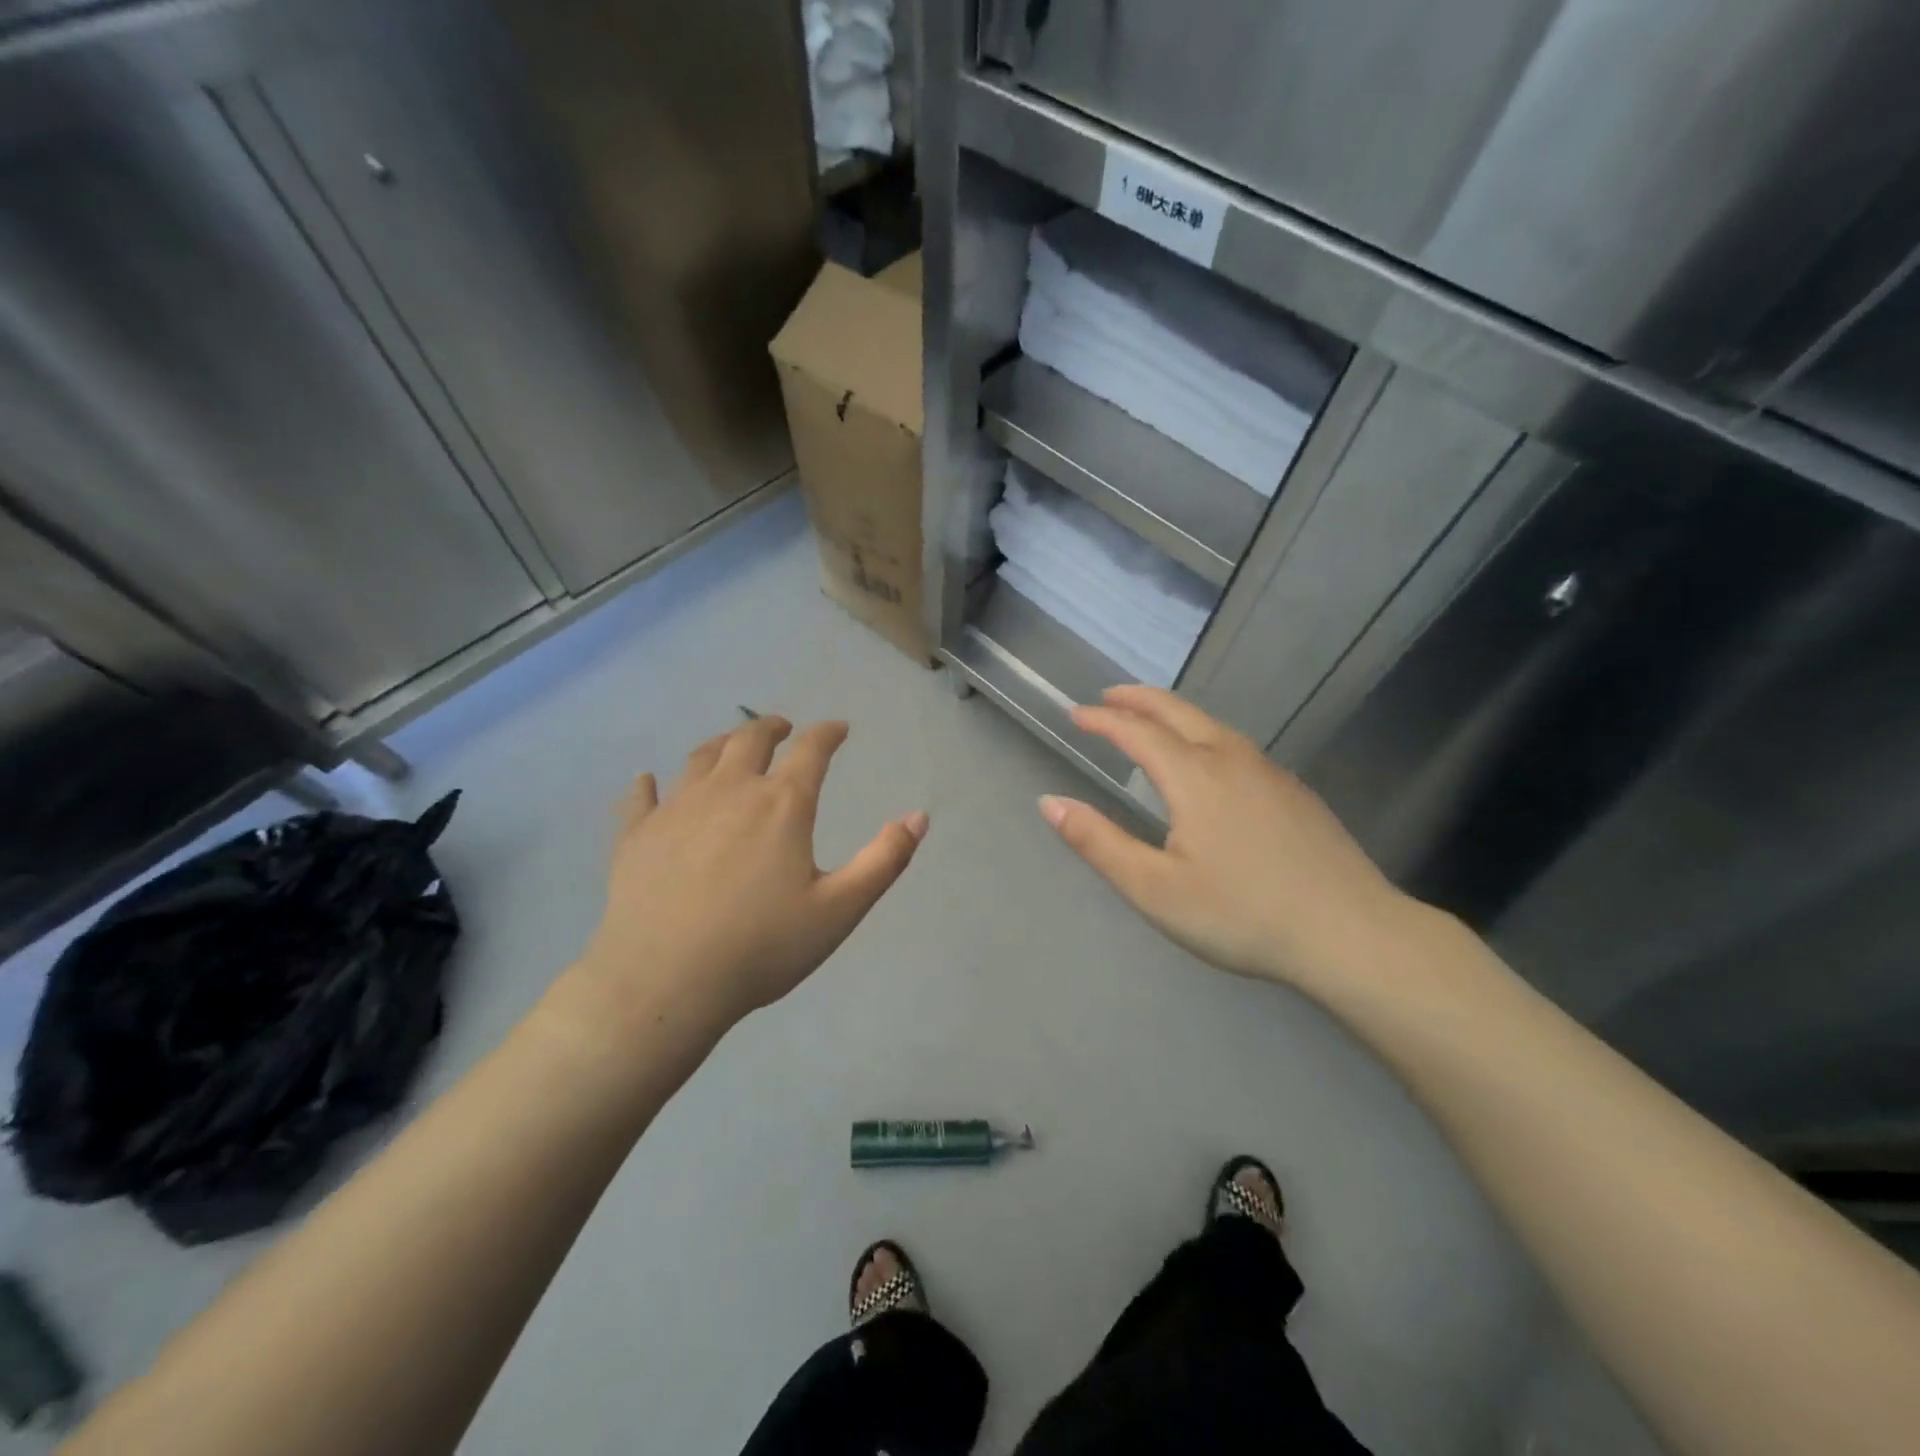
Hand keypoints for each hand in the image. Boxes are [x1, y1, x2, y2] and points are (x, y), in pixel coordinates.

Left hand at [575, 716, 927, 1036]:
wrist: (663, 983)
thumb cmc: (761, 948)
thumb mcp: (839, 910)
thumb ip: (884, 860)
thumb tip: (919, 816)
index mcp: (781, 805)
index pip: (811, 751)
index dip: (828, 733)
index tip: (838, 727)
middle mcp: (729, 791)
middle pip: (750, 740)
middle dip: (772, 728)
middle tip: (783, 728)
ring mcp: (676, 809)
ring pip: (700, 758)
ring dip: (722, 744)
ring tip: (731, 745)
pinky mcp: (635, 836)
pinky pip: (640, 798)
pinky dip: (647, 785)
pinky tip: (647, 782)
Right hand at [1039, 685, 1413, 992]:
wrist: (1351, 934)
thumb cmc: (1242, 914)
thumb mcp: (1154, 889)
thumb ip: (1098, 843)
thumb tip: (1049, 802)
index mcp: (1194, 776)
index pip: (1137, 731)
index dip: (1102, 720)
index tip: (1076, 714)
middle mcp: (1231, 759)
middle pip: (1177, 712)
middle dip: (1138, 699)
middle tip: (1109, 697)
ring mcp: (1270, 772)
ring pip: (1212, 724)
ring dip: (1173, 714)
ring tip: (1151, 720)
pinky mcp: (1295, 792)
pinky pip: (1237, 745)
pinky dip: (1205, 734)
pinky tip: (1209, 761)